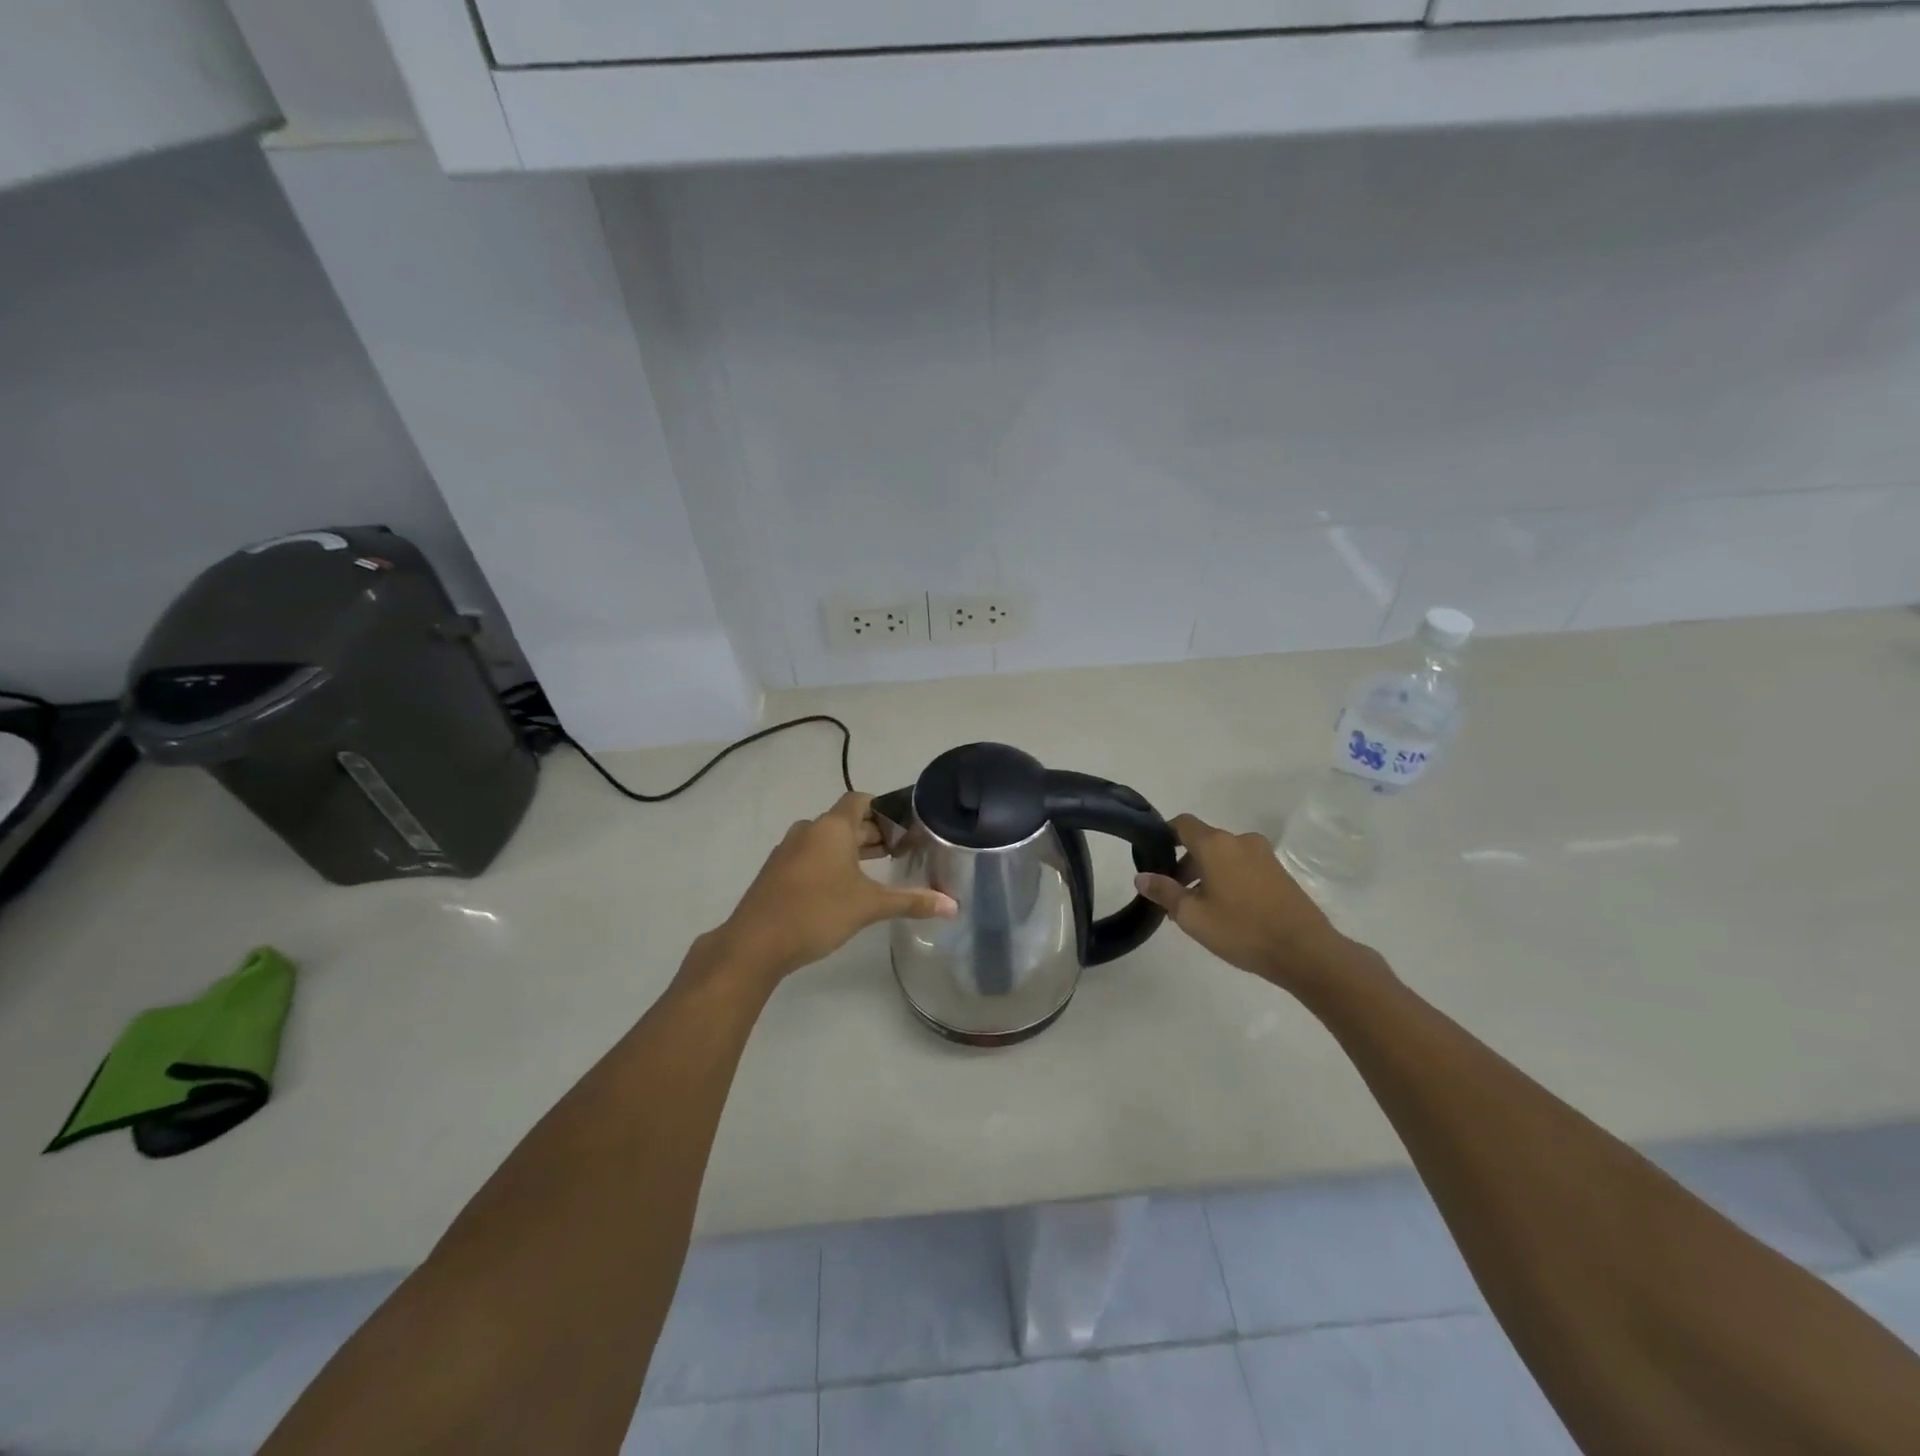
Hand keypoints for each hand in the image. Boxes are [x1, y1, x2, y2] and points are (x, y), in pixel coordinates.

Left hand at [712, 792, 956, 981]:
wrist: (755, 943)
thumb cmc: (817, 912)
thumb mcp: (869, 906)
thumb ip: (911, 902)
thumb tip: (953, 906)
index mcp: (831, 827)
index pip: (861, 800)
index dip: (885, 809)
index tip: (906, 827)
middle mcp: (809, 830)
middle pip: (847, 822)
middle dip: (874, 834)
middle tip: (903, 851)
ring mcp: (788, 850)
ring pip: (828, 840)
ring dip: (853, 850)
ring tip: (880, 869)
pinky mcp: (777, 872)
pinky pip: (811, 856)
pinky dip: (832, 863)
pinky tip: (845, 888)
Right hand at [1134, 813, 1352, 991]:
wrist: (1305, 951)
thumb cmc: (1242, 929)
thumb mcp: (1192, 916)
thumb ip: (1164, 892)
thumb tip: (1141, 876)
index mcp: (1215, 844)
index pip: (1182, 824)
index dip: (1165, 835)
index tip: (1153, 856)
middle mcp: (1239, 841)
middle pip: (1203, 842)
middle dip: (1184, 863)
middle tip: (1174, 895)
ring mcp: (1263, 855)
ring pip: (1224, 856)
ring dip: (1207, 873)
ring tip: (1199, 907)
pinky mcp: (1279, 872)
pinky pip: (1243, 866)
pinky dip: (1228, 878)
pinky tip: (1227, 910)